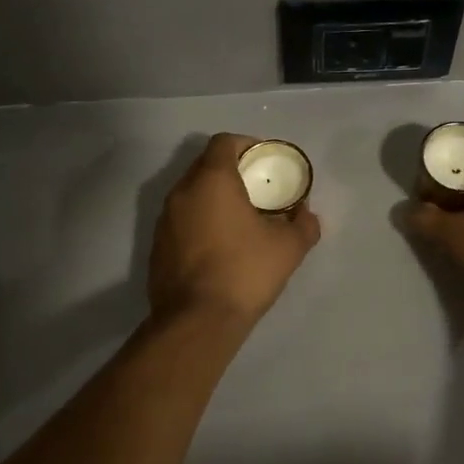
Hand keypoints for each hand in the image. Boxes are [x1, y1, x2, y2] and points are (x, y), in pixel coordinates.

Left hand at [148, 133, 321, 328]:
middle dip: (230, 170)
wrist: (196, 322)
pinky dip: (199, 220)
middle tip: (255, 188)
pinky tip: (218, 245)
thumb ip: (303, 224)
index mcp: (212, 180)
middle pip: (205, 164)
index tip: (263, 162)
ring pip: (191, 193)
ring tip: (238, 217)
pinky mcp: (156, 245)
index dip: (246, 145)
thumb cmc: (244, 272)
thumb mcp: (288, 248)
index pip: (224, 142)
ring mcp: (164, 219)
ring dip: (213, 197)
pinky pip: (181, 219)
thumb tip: (306, 214)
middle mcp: (182, 191)